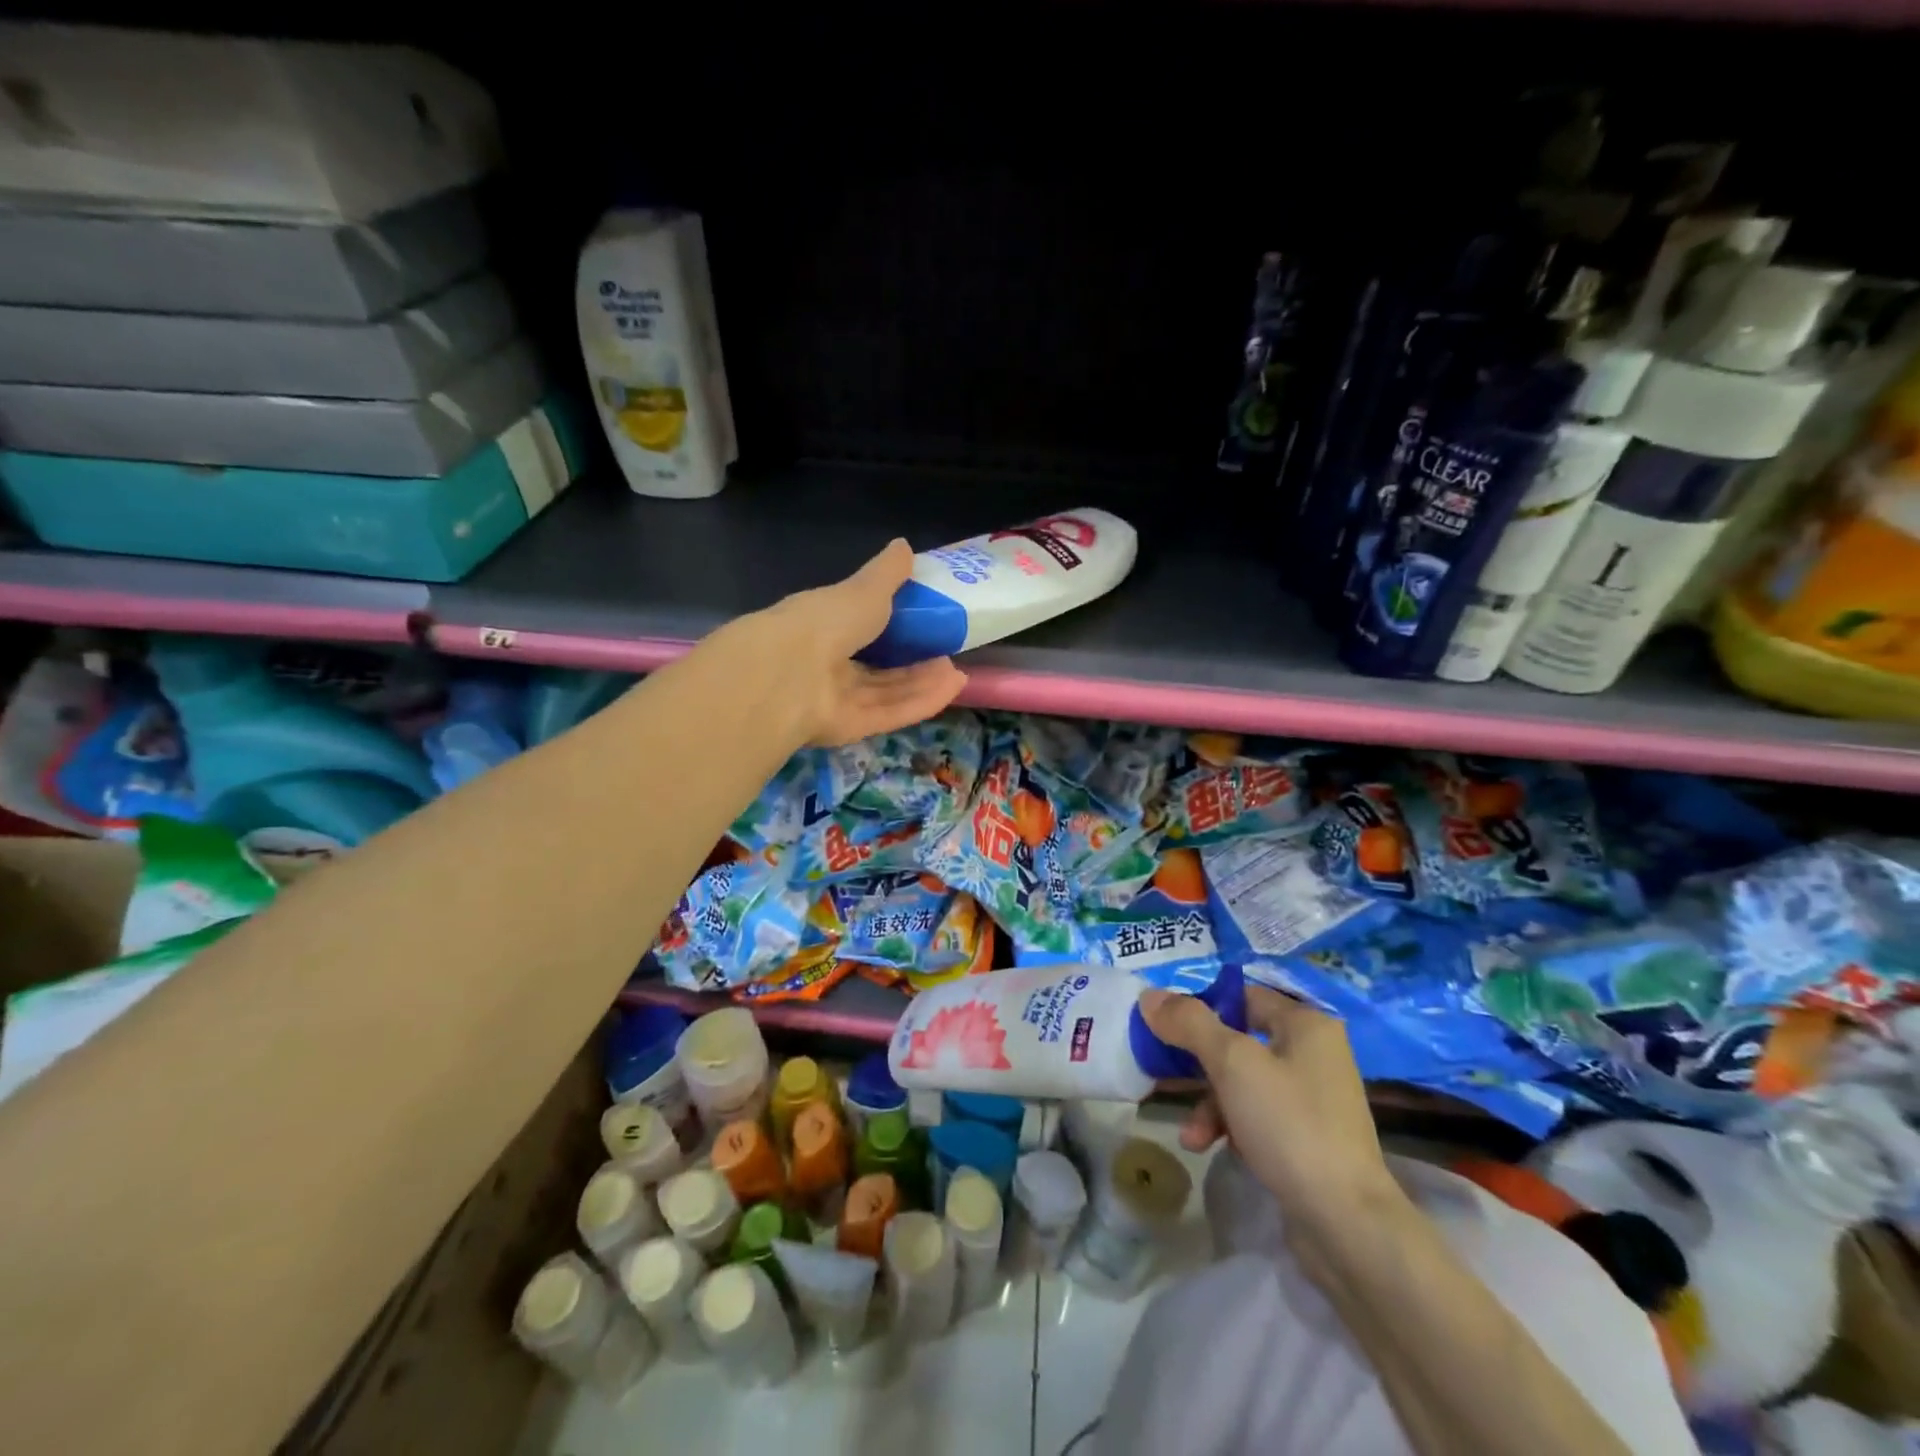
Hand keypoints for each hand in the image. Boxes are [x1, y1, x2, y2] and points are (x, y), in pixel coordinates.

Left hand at [725, 538, 968, 746]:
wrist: (789, 675)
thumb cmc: (825, 621)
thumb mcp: (863, 589)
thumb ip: (886, 574)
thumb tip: (904, 546)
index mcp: (821, 625)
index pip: (857, 625)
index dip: (890, 624)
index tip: (923, 619)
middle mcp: (825, 664)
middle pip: (875, 666)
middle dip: (912, 661)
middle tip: (947, 651)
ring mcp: (836, 699)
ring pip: (886, 692)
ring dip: (922, 682)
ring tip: (956, 670)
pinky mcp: (850, 727)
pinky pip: (890, 713)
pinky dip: (921, 702)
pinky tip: (952, 689)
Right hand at [1139, 984, 1407, 1251]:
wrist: (1346, 1224)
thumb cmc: (1289, 1125)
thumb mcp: (1232, 1064)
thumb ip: (1189, 1023)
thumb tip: (1150, 995)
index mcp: (1307, 1025)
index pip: (1243, 996)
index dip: (1202, 1008)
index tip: (1166, 1028)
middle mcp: (1315, 1054)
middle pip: (1239, 1041)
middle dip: (1200, 1066)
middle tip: (1166, 1075)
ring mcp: (1314, 1099)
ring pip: (1244, 1083)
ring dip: (1211, 1104)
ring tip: (1192, 1135)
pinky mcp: (1309, 1139)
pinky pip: (1258, 1116)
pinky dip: (1232, 1127)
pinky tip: (1215, 1148)